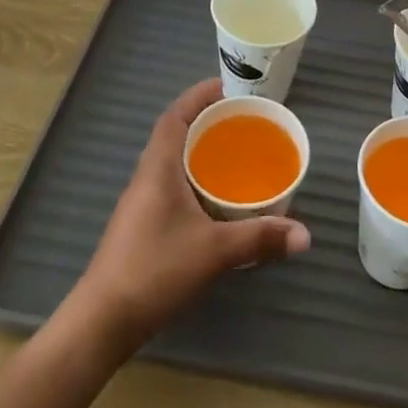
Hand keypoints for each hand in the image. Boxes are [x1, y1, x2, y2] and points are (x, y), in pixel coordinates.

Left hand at [68, 79, 310, 353]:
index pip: (175, 115)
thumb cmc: (155, 270)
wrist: (102, 321)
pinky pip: (171, 183)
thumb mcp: (214, 252)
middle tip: (242, 120)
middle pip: (175, 133)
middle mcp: (146, 176)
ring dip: (199, 150)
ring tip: (235, 153)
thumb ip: (259, 238)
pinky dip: (194, 177)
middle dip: (206, 120)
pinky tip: (215, 198)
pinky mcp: (142, 224)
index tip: (227, 86)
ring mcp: (141, 201)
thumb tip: (305, 235)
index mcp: (158, 167)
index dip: (199, 95)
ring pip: (172, 160)